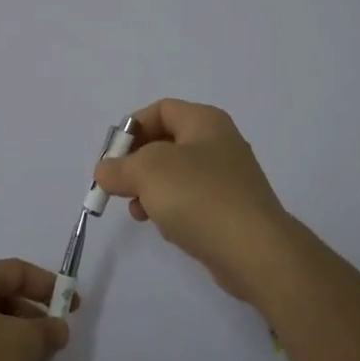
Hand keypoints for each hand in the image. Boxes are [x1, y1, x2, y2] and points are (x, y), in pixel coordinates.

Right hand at [91, 99, 309, 308]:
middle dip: (137, 163)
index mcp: (205, 121)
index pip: (160, 110)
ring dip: (150, 190)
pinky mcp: (231, 209)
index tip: (112, 157)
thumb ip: (119, 167)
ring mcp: (228, 178)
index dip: (132, 129)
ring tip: (138, 211)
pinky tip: (165, 227)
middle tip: (119, 185)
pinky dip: (172, 209)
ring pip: (177, 174)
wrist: (254, 250)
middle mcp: (220, 142)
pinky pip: (192, 200)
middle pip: (166, 142)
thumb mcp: (147, 172)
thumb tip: (105, 171)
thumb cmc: (198, 196)